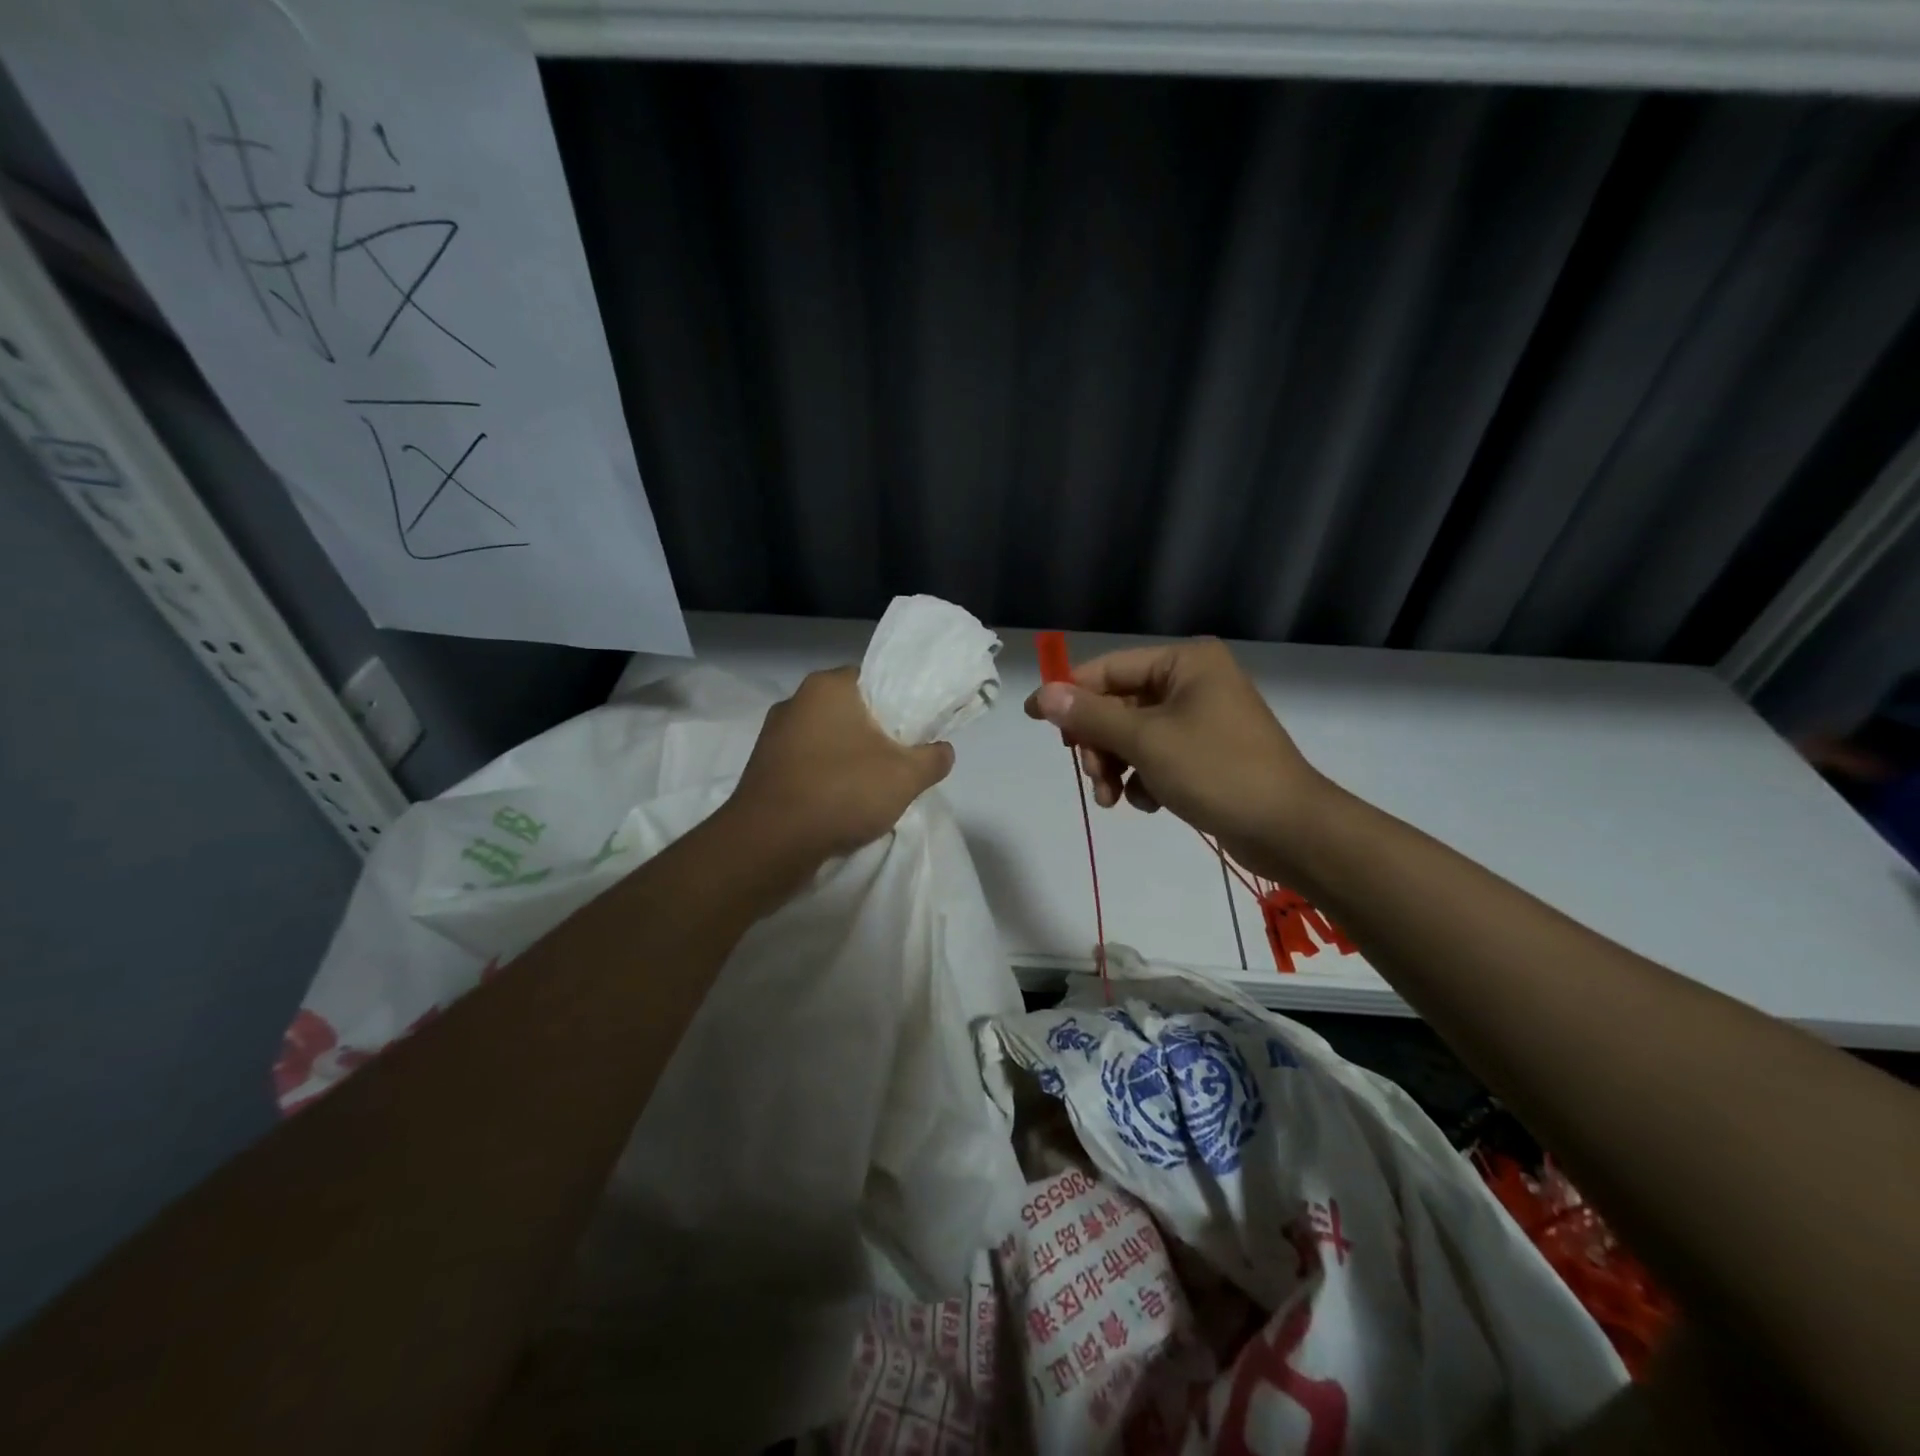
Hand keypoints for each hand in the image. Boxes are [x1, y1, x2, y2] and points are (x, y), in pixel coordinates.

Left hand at [726, 667, 954, 872]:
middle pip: (850, 711)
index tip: (914, 732)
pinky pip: (806, 764)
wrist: (769, 844)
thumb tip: (943, 751)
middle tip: (899, 761)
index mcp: (827, 686)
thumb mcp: (906, 776)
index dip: (899, 704)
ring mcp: (772, 736)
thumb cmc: (841, 792)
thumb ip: (933, 758)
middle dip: (875, 734)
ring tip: (871, 788)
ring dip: (848, 758)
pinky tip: (839, 804)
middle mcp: (795, 701)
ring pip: (827, 739)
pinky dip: (825, 778)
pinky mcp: (762, 768)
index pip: (874, 680)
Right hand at [1024, 638, 1327, 880]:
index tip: (1034, 718)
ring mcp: (1201, 720)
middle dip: (1099, 744)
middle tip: (1090, 775)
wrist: (1288, 829)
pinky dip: (1144, 778)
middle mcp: (1193, 683)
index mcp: (1185, 663)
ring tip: (1113, 799)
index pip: (1109, 669)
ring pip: (1134, 736)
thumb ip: (1090, 716)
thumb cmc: (1217, 770)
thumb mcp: (1146, 741)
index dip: (1069, 693)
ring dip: (1116, 766)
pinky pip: (1156, 757)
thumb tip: (1042, 695)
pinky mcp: (1206, 754)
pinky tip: (1150, 802)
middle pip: (1119, 706)